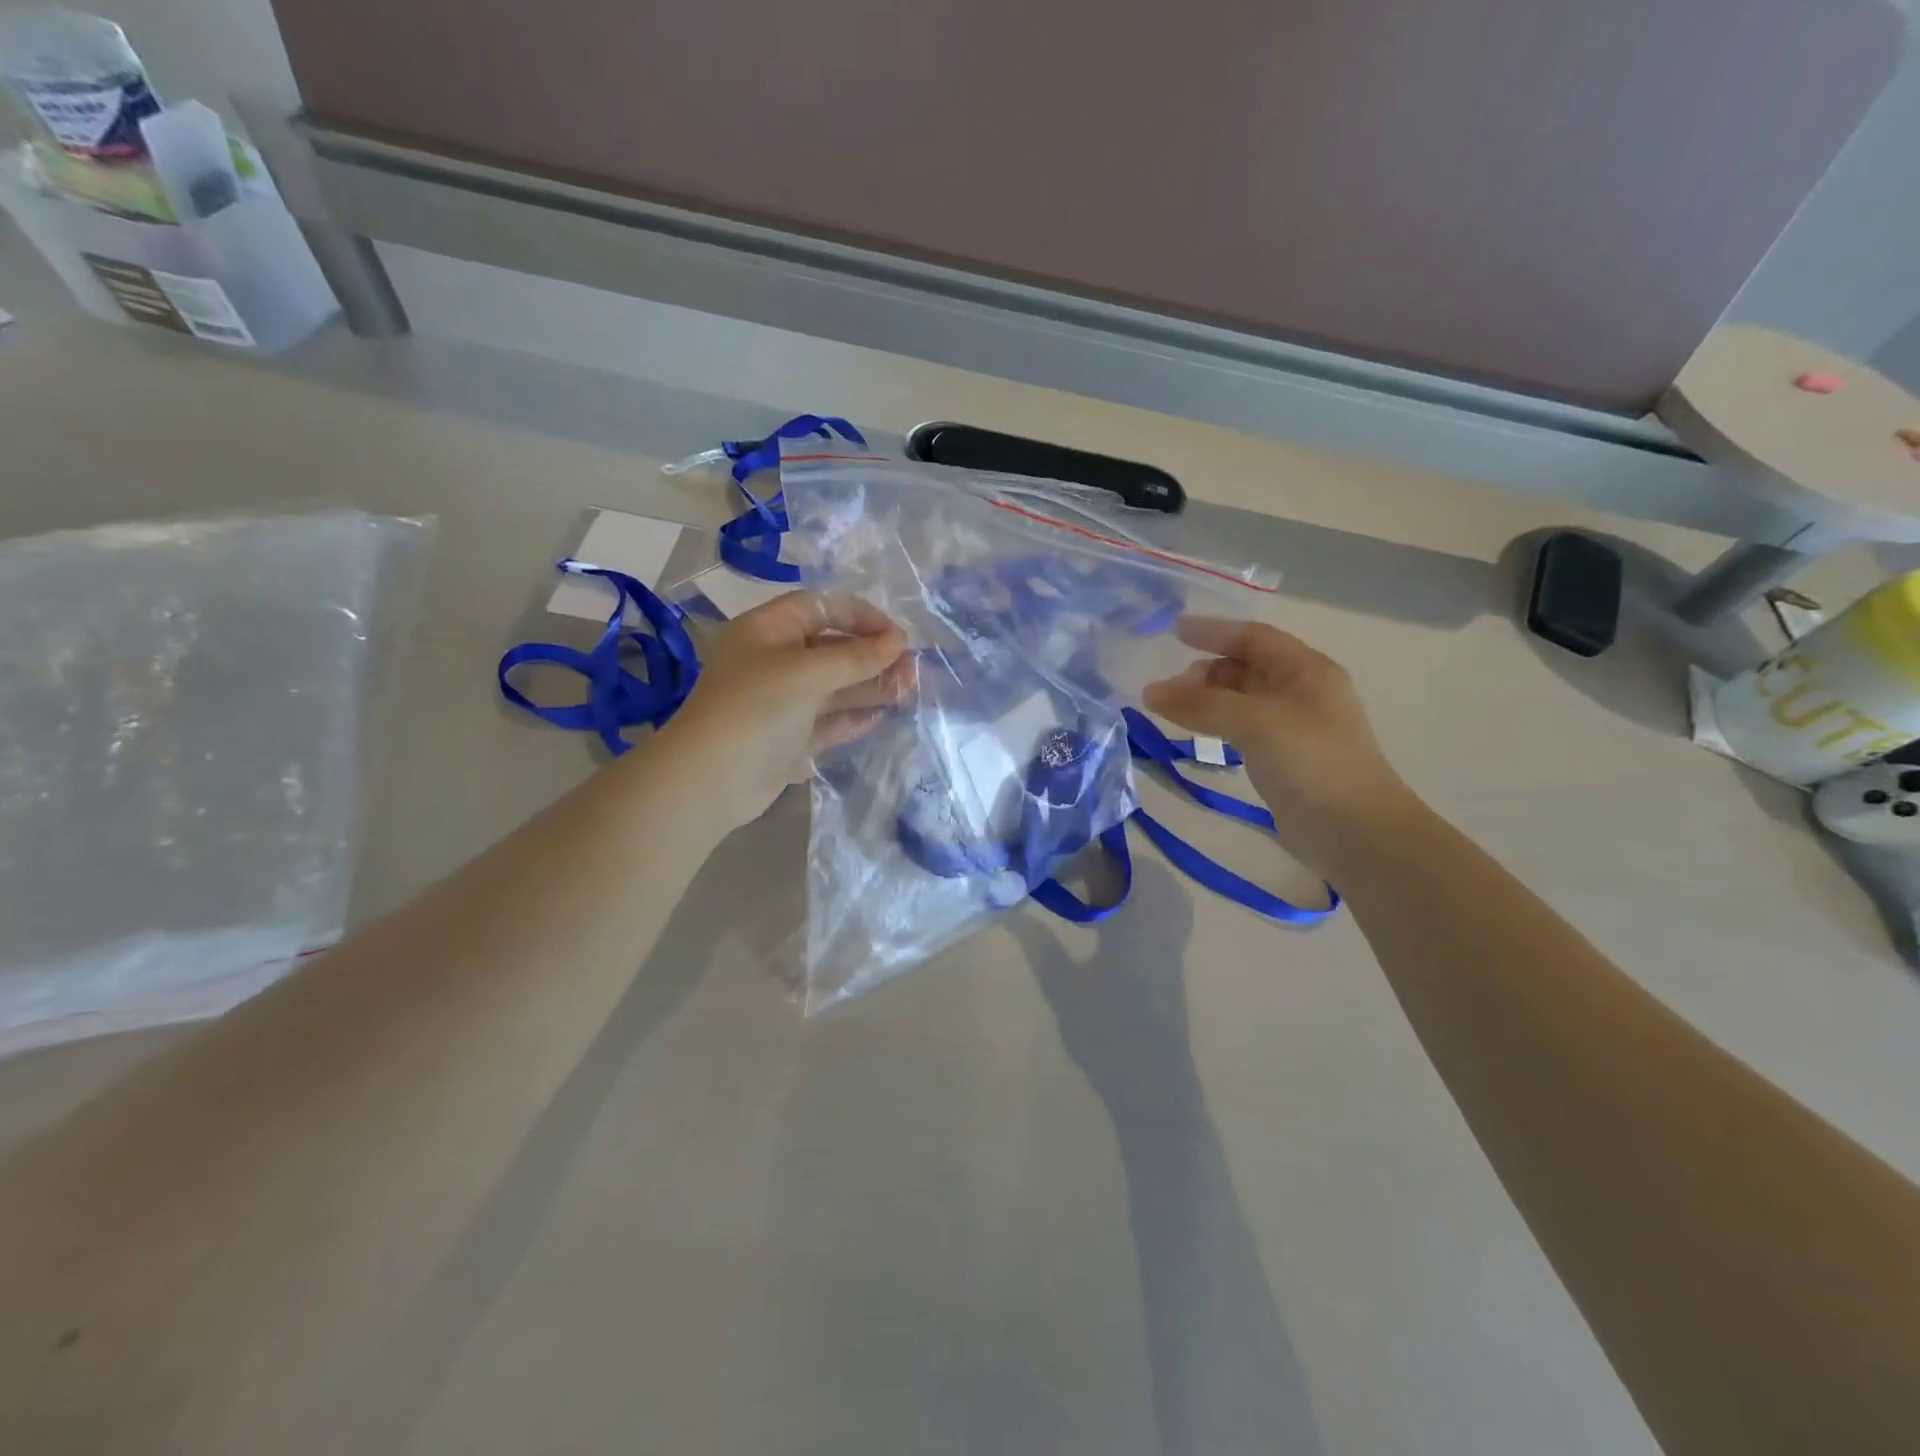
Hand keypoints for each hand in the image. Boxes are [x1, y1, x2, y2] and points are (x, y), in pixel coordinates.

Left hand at [660, 590, 913, 828]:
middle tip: (912, 670)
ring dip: (869, 687)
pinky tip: (882, 717)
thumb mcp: (807, 673)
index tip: (896, 636)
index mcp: (768, 630)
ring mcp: (782, 701)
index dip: (861, 616)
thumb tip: (898, 641)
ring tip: (908, 692)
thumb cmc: (755, 708)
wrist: (711, 780)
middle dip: (872, 656)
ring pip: (834, 686)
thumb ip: (855, 657)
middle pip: (832, 648)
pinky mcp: (789, 737)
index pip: (821, 608)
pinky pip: (828, 720)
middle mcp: (775, 660)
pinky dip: (853, 718)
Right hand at [1143, 616, 1413, 870]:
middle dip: (1206, 671)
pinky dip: (1216, 725)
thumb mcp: (1254, 721)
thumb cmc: (1310, 761)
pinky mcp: (1284, 758)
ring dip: (1208, 699)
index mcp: (1306, 670)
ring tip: (1175, 712)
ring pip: (1242, 700)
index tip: (1174, 632)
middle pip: (1246, 667)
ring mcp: (1294, 726)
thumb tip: (1150, 691)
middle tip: (1170, 689)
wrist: (1354, 830)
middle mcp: (1302, 691)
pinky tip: (1198, 736)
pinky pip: (1243, 728)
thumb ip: (1201, 704)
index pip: (1254, 637)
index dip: (1214, 631)